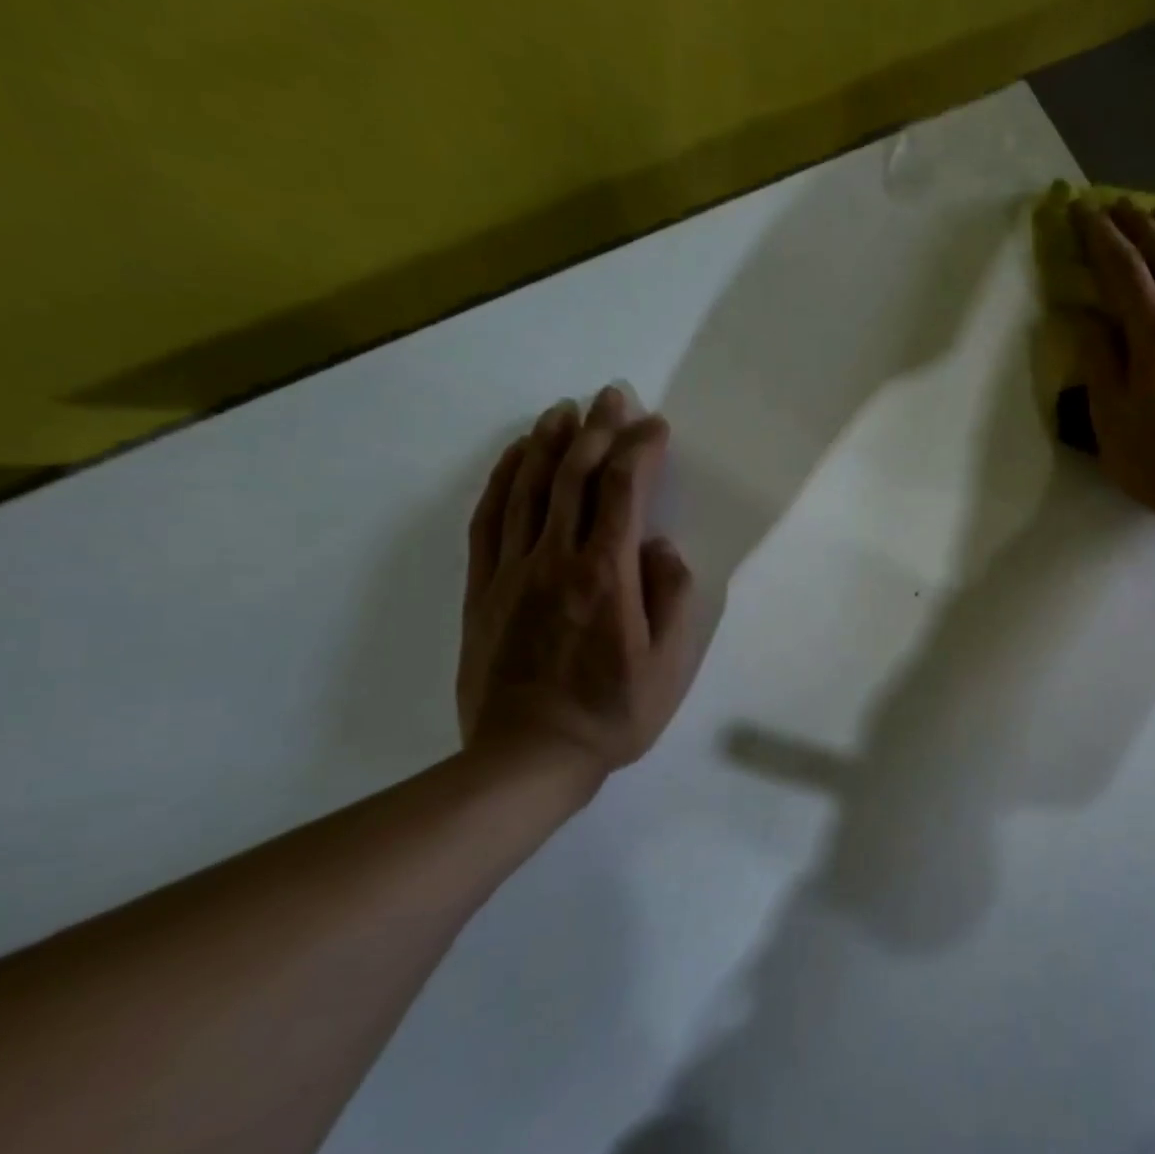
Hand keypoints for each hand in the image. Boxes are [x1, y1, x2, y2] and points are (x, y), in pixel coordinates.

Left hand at [457, 387, 695, 781]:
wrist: (527, 757)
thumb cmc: (613, 713)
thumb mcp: (669, 666)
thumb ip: (673, 598)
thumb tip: (662, 548)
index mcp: (606, 576)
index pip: (624, 493)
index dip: (641, 450)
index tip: (657, 426)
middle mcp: (556, 559)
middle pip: (573, 476)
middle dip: (597, 429)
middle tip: (612, 396)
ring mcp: (511, 570)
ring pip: (527, 488)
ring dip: (547, 442)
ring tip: (564, 410)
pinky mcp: (482, 588)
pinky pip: (488, 519)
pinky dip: (502, 479)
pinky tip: (513, 458)